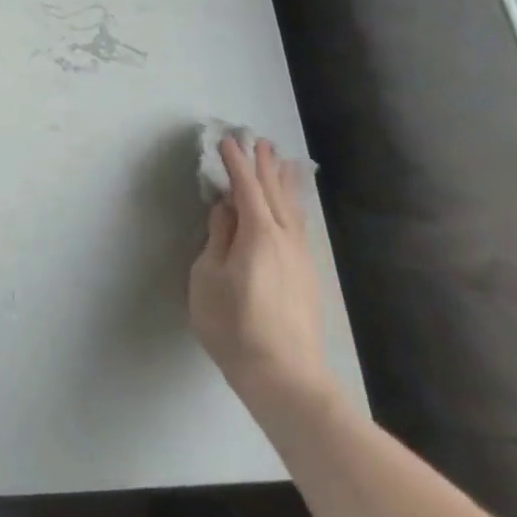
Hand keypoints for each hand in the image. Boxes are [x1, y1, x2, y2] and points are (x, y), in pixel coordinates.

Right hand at [190, 137, 338, 424]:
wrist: (284, 375)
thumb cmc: (233, 324)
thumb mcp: (209, 278)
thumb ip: (218, 238)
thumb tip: (225, 210)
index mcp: (258, 233)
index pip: (245, 188)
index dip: (235, 163)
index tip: (226, 141)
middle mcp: (285, 238)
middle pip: (274, 192)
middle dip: (264, 165)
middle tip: (258, 141)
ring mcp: (301, 257)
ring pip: (293, 209)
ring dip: (284, 182)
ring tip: (282, 161)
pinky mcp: (308, 276)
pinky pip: (299, 225)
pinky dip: (294, 205)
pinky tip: (292, 208)